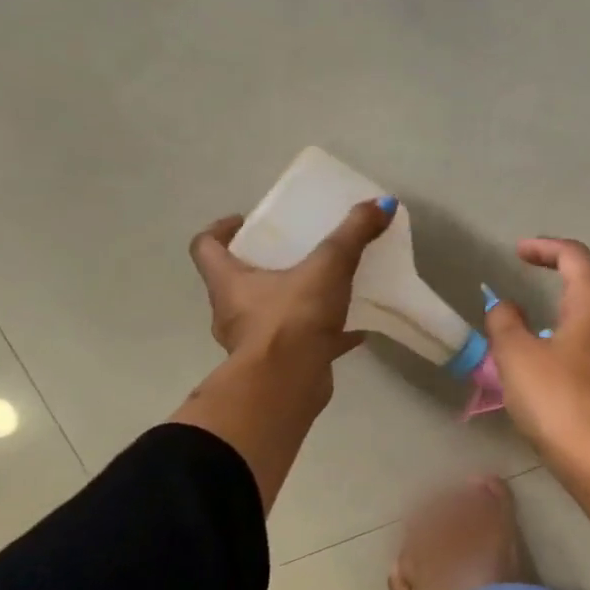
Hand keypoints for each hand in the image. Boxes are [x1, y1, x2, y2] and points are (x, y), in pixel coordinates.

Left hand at [189, 199, 394, 384]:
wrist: (288, 386)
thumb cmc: (292, 319)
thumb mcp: (327, 267)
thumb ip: (353, 234)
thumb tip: (383, 203)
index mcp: (229, 282)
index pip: (206, 247)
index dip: (220, 230)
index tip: (245, 221)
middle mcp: (233, 312)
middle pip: (239, 281)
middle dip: (265, 266)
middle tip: (295, 252)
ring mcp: (255, 343)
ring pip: (271, 315)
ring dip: (294, 302)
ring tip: (328, 289)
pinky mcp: (280, 366)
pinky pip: (301, 343)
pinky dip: (324, 335)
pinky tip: (354, 330)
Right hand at [483, 238, 589, 459]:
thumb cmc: (558, 398)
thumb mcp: (516, 356)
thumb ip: (505, 322)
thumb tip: (506, 306)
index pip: (573, 255)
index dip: (544, 248)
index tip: (518, 252)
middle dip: (569, 271)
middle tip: (541, 276)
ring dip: (582, 302)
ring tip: (552, 314)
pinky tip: (570, 352)